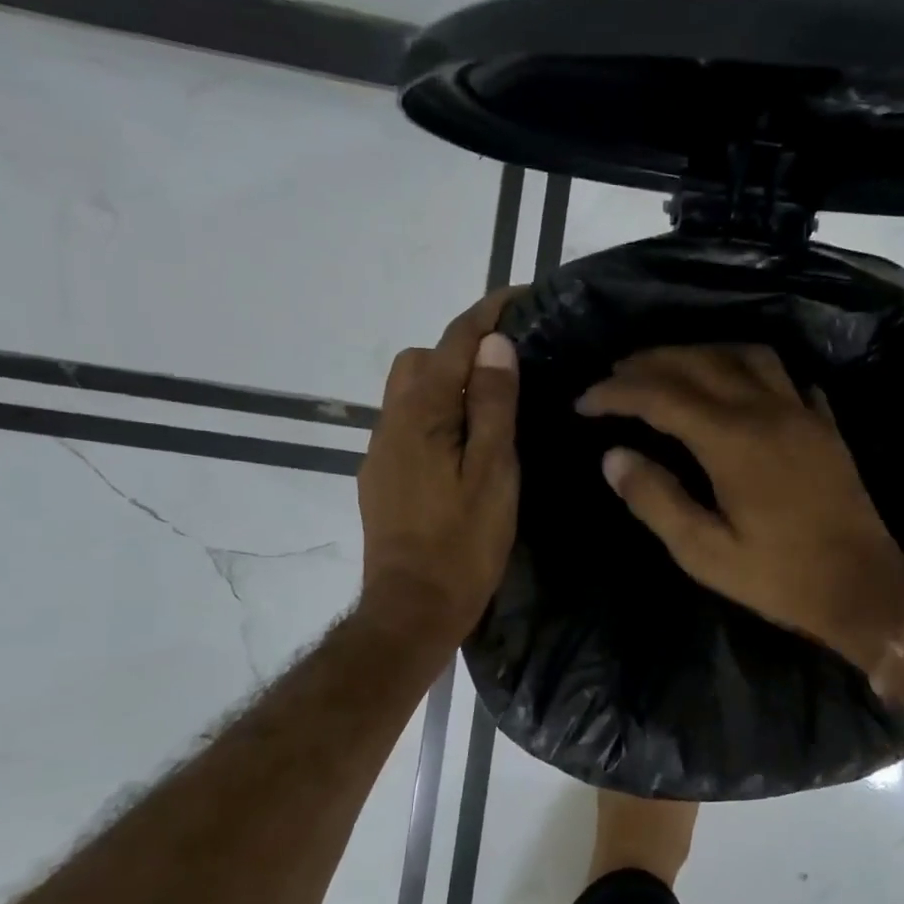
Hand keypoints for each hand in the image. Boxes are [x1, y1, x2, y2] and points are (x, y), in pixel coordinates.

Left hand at [357, 290, 521, 648]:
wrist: (413, 607)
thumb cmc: (463, 542)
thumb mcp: (493, 472)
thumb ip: (493, 406)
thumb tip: (494, 346)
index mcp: (422, 415)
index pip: (454, 343)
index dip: (487, 314)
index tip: (521, 296)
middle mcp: (392, 422)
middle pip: (421, 360)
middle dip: (461, 348)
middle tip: (509, 368)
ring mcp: (382, 450)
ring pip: (410, 393)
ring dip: (447, 383)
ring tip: (492, 406)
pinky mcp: (382, 476)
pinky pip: (408, 424)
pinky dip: (437, 414)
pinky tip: (465, 445)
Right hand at [577, 345, 903, 670]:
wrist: (863, 588)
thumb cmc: (778, 577)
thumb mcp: (704, 553)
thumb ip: (656, 500)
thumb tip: (614, 456)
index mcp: (732, 441)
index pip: (660, 397)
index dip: (616, 393)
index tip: (584, 402)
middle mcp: (766, 411)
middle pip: (699, 363)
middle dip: (649, 363)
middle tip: (614, 374)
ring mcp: (802, 412)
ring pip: (745, 356)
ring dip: (701, 352)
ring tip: (671, 367)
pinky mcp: (825, 424)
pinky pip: (785, 375)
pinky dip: (751, 368)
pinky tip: (739, 382)